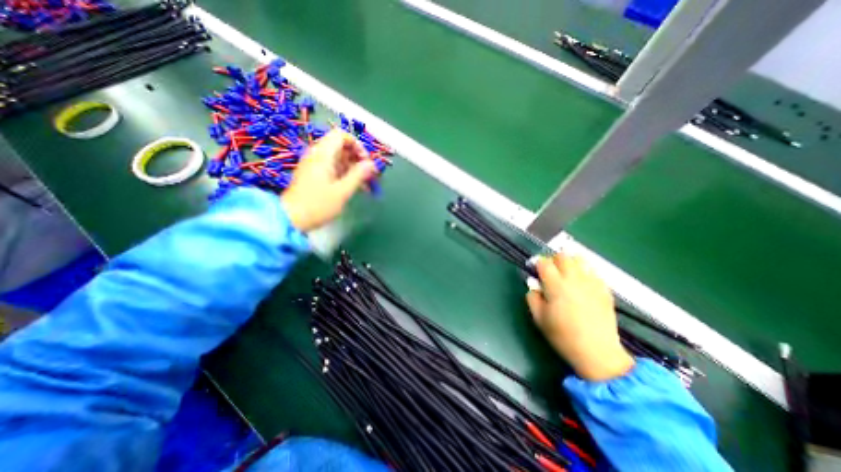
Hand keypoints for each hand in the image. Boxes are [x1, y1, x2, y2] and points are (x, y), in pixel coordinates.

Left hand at [280, 129, 375, 231]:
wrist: (292, 219)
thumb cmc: (318, 205)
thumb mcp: (342, 191)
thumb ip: (358, 175)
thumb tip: (372, 164)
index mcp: (323, 154)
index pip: (341, 135)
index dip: (357, 145)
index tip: (366, 161)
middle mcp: (317, 155)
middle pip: (341, 147)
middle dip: (358, 158)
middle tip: (369, 174)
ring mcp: (315, 165)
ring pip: (338, 158)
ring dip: (353, 168)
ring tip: (365, 184)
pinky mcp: (314, 175)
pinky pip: (333, 167)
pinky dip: (345, 174)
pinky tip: (354, 187)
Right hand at [523, 252, 633, 381]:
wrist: (597, 353)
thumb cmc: (563, 336)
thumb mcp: (539, 319)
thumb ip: (532, 298)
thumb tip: (533, 285)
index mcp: (556, 286)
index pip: (544, 263)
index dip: (538, 264)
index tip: (536, 271)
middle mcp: (574, 279)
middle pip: (562, 256)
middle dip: (553, 260)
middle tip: (550, 272)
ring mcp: (591, 283)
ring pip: (580, 260)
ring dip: (570, 262)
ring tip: (567, 274)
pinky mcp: (604, 290)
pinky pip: (593, 272)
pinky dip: (584, 272)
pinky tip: (582, 284)